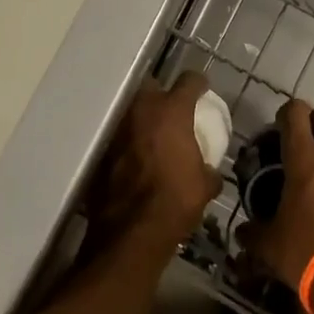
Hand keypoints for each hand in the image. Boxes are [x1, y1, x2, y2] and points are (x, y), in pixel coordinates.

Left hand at [87, 73, 220, 250]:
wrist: (130, 232)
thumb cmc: (174, 201)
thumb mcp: (204, 187)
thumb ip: (209, 171)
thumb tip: (211, 172)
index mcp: (172, 111)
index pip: (189, 81)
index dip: (198, 84)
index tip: (203, 90)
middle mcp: (142, 110)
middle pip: (153, 86)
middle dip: (163, 95)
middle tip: (173, 111)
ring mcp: (118, 127)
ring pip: (132, 110)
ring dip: (143, 118)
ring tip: (152, 134)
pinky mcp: (102, 149)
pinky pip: (119, 135)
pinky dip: (128, 141)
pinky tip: (135, 158)